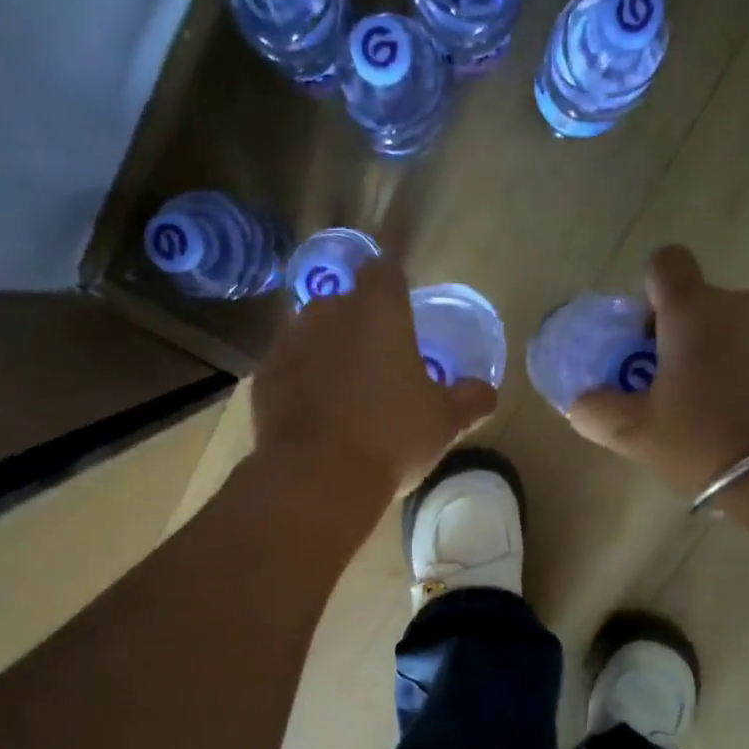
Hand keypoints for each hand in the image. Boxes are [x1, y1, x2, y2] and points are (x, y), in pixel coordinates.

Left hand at [253, 257, 497, 501]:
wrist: (316, 478)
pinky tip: (313, 414)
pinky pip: (287, 368)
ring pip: (311, 333)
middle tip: (377, 361)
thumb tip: (486, 392)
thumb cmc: (391, 438)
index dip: (393, 286)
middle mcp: (328, 313)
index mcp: (378, 312)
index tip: (402, 311)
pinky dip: (300, 382)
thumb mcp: (444, 422)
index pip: (384, 271)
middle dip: (358, 323)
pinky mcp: (263, 377)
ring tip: (343, 390)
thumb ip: (469, 399)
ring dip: (326, 351)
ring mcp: (289, 344)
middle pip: (344, 302)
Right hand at [569, 245, 748, 495]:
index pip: (666, 263)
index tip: (645, 337)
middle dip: (681, 333)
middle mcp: (740, 303)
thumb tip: (581, 401)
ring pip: (735, 325)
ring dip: (719, 350)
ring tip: (714, 402)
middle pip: (700, 301)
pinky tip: (748, 410)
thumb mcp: (634, 433)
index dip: (650, 292)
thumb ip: (595, 410)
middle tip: (671, 385)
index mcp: (692, 311)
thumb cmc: (701, 440)